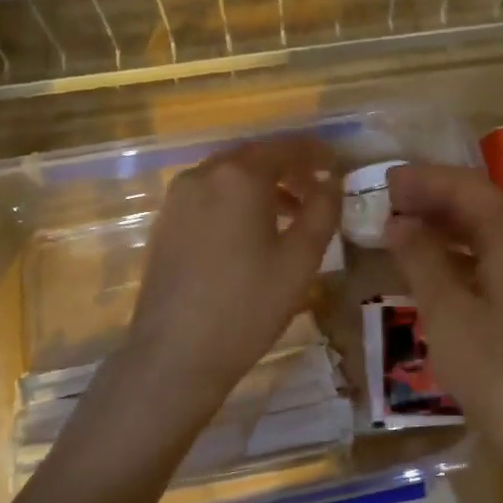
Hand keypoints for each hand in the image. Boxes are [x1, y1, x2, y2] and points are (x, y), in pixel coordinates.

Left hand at [121, 136, 340, 425]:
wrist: (175, 353)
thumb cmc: (248, 305)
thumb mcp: (300, 259)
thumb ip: (322, 211)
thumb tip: (331, 181)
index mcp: (239, 176)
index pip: (284, 148)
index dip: (314, 152)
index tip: (336, 163)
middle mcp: (203, 175)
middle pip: (253, 157)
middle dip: (288, 167)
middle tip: (316, 188)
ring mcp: (178, 199)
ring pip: (228, 177)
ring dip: (262, 185)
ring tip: (290, 214)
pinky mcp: (165, 223)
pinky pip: (208, 196)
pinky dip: (235, 200)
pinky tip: (251, 232)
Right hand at [383, 163, 502, 497]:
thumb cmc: (498, 373)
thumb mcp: (448, 315)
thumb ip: (421, 260)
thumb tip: (398, 223)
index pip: (468, 189)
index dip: (425, 180)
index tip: (383, 181)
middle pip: (481, 205)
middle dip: (434, 198)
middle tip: (387, 200)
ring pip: (488, 232)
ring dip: (446, 224)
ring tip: (402, 226)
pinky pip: (493, 258)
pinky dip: (460, 253)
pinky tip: (432, 266)